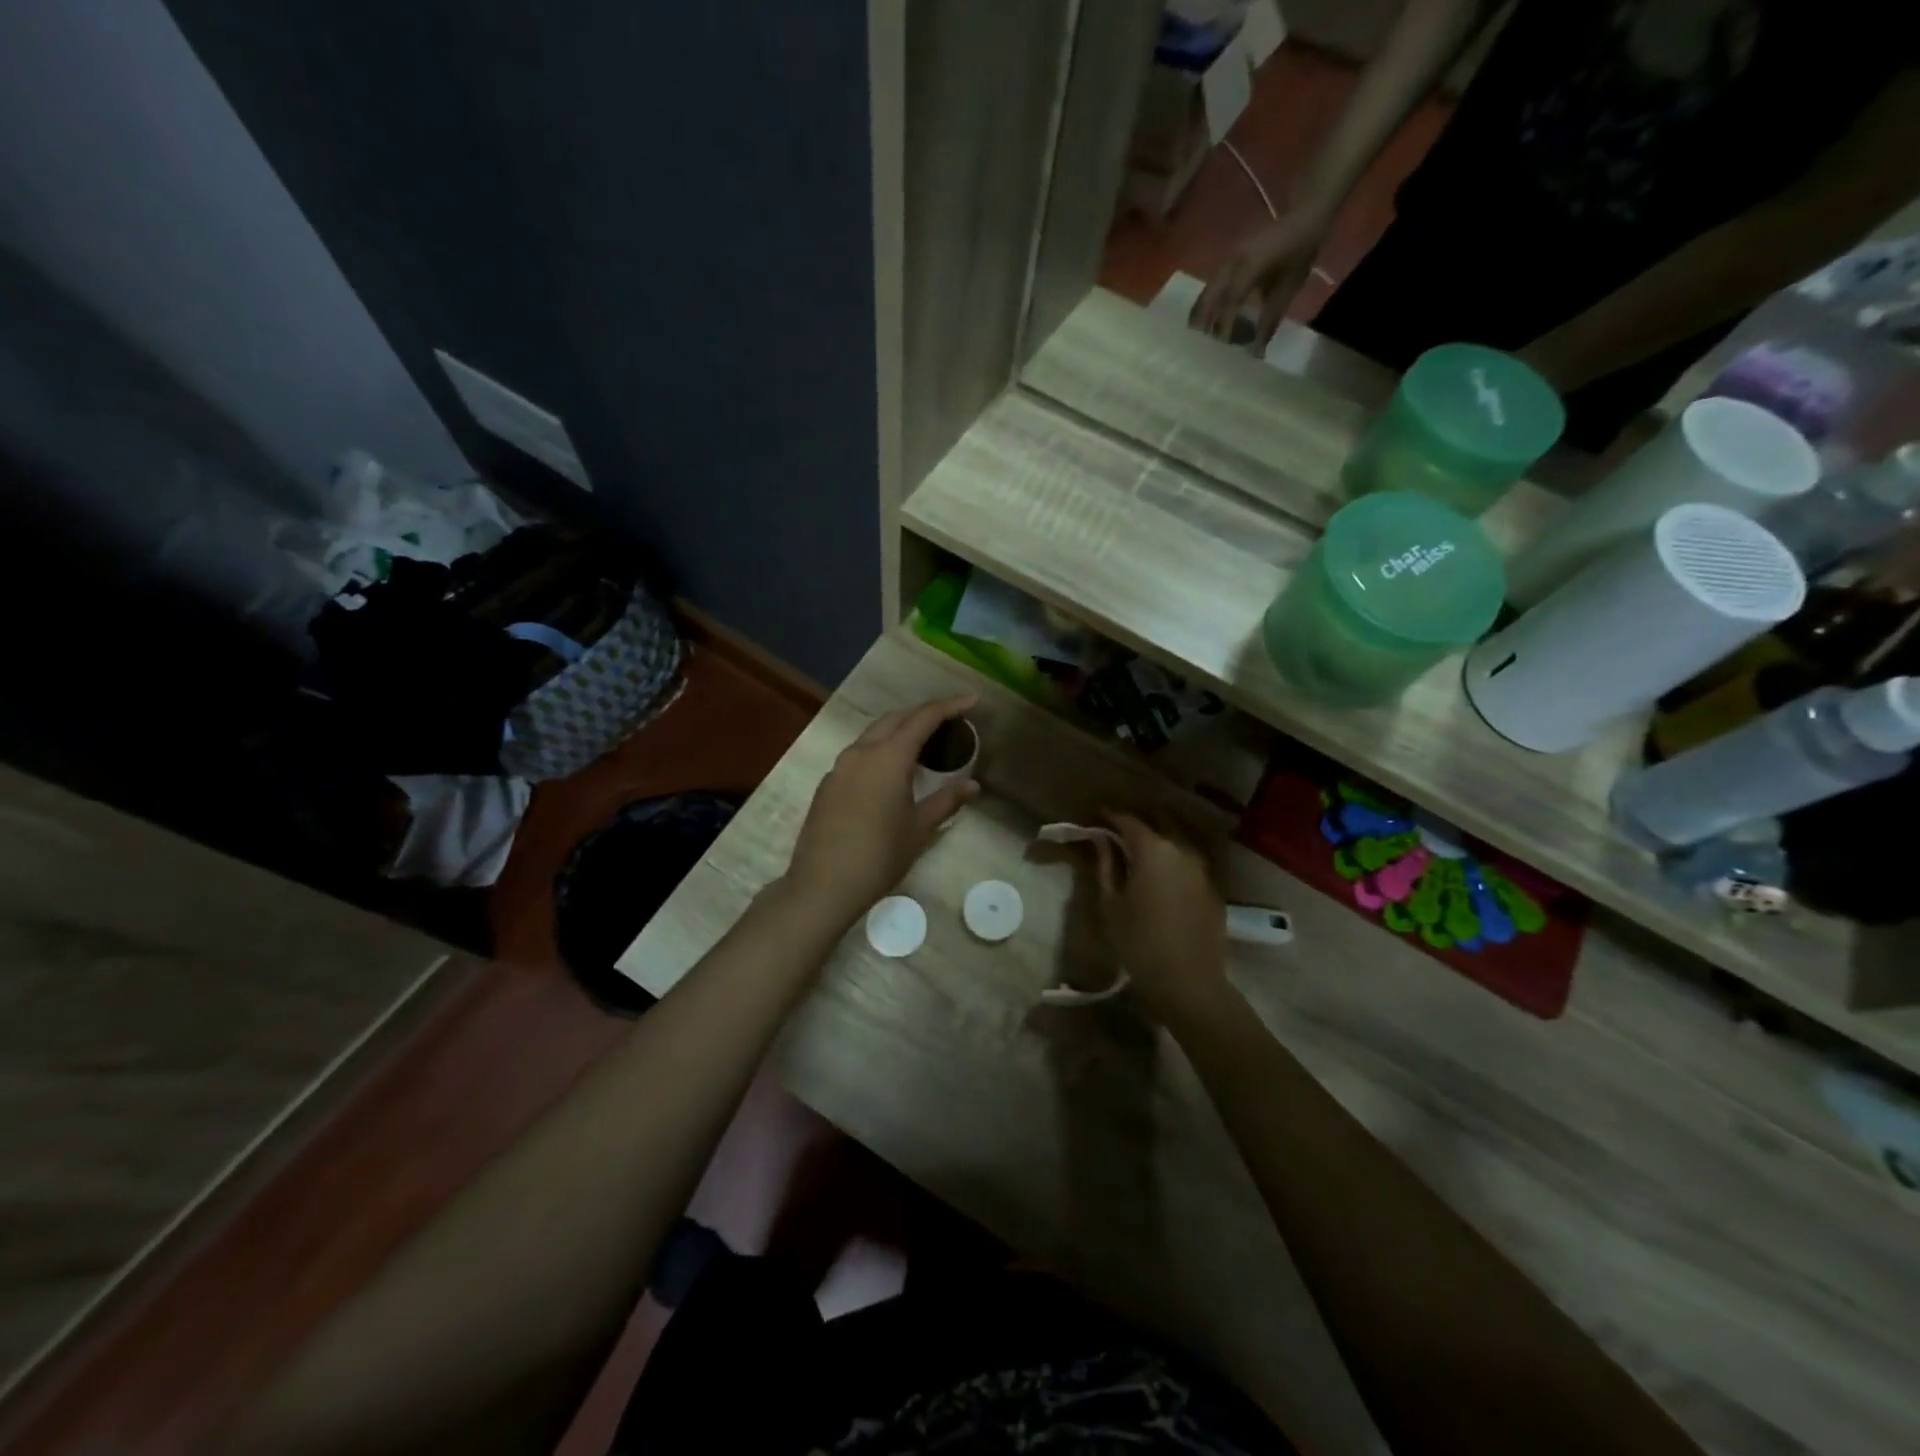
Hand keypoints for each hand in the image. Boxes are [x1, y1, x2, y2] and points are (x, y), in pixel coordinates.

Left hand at [784, 695, 980, 927]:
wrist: (823, 885)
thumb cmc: (879, 856)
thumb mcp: (919, 829)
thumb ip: (946, 801)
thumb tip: (972, 786)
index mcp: (888, 757)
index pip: (923, 718)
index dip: (949, 706)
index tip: (971, 700)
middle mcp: (861, 752)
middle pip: (896, 719)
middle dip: (923, 714)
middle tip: (950, 720)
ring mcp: (840, 767)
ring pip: (874, 734)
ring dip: (900, 730)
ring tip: (924, 744)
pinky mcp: (828, 784)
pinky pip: (859, 754)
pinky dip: (881, 750)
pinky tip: (892, 771)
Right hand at [1092, 813, 1228, 1026]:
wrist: (1189, 982)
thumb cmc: (1139, 942)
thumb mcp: (1111, 903)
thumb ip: (1106, 865)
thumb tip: (1101, 840)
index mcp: (1153, 850)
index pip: (1129, 821)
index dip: (1111, 817)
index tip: (1097, 818)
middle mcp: (1181, 850)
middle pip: (1157, 825)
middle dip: (1136, 825)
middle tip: (1117, 832)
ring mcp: (1202, 869)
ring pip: (1176, 844)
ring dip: (1157, 843)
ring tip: (1137, 854)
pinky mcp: (1213, 889)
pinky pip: (1188, 865)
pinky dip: (1172, 863)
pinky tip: (1161, 878)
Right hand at [1190, 207, 1330, 351]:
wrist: (1303, 216)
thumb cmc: (1300, 251)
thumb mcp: (1288, 288)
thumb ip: (1270, 319)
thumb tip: (1257, 351)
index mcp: (1249, 264)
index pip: (1230, 300)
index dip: (1224, 325)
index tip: (1220, 347)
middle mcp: (1232, 261)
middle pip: (1209, 296)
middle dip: (1202, 322)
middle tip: (1199, 347)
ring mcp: (1227, 259)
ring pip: (1207, 291)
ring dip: (1202, 314)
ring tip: (1200, 337)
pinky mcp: (1227, 260)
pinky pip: (1211, 285)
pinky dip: (1208, 304)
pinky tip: (1209, 319)